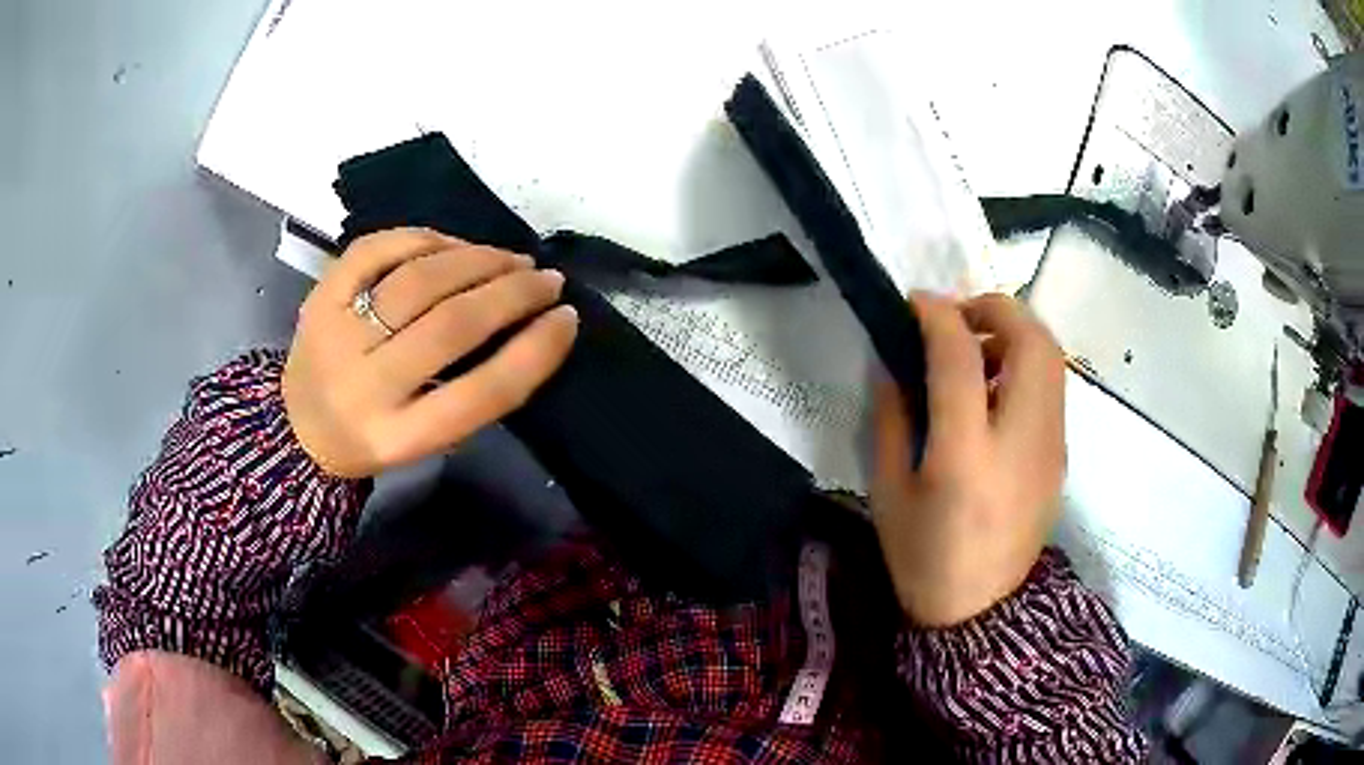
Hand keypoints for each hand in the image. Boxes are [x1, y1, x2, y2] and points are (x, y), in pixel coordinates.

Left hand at [283, 229, 578, 477]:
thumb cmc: (373, 436)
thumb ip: (472, 393)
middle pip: (450, 326)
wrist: (298, 426)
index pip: (480, 393)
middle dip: (512, 294)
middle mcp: (364, 387)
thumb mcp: (425, 438)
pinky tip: (453, 245)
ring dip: (477, 260)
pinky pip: (377, 249)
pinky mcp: (319, 297)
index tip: (567, 319)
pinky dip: (424, 238)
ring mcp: (336, 335)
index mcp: (398, 437)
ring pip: (418, 280)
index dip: (534, 352)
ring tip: (510, 259)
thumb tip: (529, 324)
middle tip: (547, 279)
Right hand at [871, 293, 1065, 627]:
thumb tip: (897, 361)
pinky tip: (995, 393)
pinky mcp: (1061, 455)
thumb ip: (892, 417)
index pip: (960, 357)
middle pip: (1032, 340)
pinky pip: (1052, 387)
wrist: (980, 612)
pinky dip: (1025, 365)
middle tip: (958, 318)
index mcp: (966, 457)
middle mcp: (1021, 441)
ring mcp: (1051, 447)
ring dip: (1014, 333)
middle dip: (995, 307)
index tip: (916, 303)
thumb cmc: (923, 557)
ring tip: (977, 353)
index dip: (937, 315)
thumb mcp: (888, 490)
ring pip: (1052, 357)